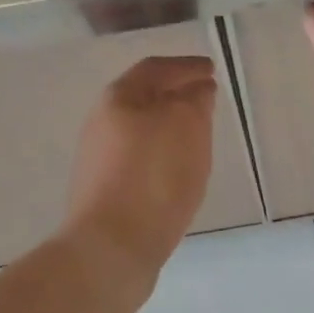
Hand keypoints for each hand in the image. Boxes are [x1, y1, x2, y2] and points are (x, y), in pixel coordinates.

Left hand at [64, 55, 216, 278]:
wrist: (113, 246)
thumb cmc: (154, 177)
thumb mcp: (186, 127)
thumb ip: (195, 101)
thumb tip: (197, 91)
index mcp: (119, 98)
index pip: (156, 68)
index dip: (187, 66)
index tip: (213, 70)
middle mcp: (102, 123)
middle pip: (143, 99)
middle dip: (176, 95)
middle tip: (207, 101)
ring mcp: (100, 160)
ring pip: (141, 131)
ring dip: (169, 128)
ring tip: (198, 137)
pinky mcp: (105, 192)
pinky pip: (140, 161)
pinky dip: (162, 155)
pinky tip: (177, 172)